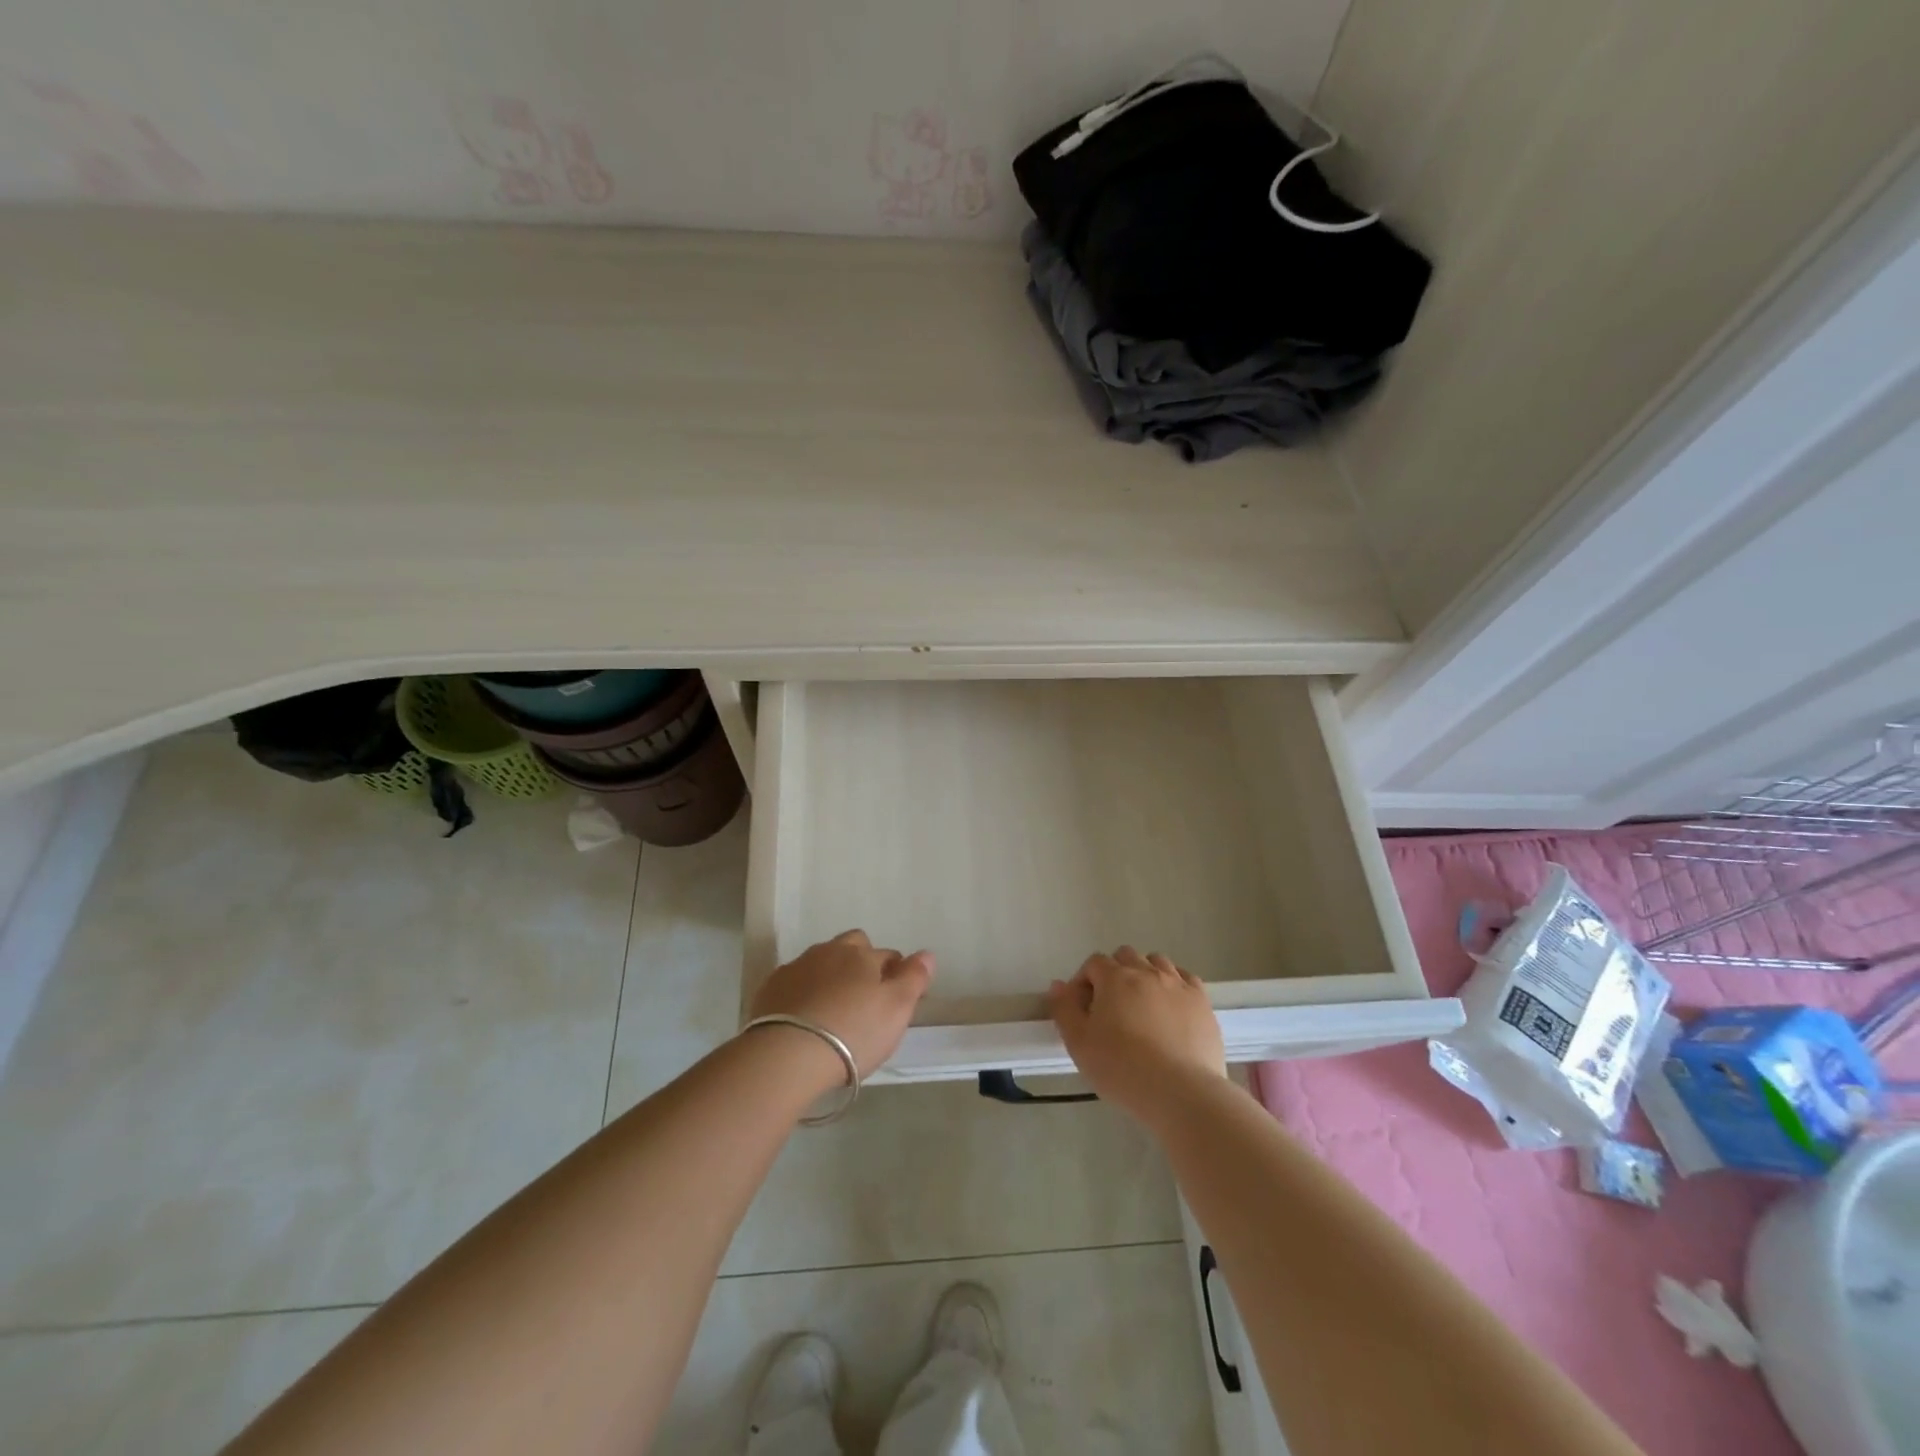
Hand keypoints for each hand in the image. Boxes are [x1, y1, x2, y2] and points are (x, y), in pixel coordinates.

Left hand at [749, 930, 934, 1080]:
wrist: (787, 1055)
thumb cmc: (852, 1032)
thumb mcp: (896, 1009)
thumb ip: (914, 978)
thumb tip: (927, 953)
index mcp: (861, 955)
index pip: (887, 955)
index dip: (895, 974)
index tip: (896, 999)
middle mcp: (828, 952)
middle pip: (851, 948)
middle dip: (860, 963)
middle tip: (864, 999)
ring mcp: (796, 968)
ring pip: (821, 963)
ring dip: (830, 977)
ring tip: (833, 1011)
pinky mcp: (770, 989)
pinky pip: (795, 982)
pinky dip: (804, 993)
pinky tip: (805, 1017)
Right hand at [1046, 947, 1226, 1124]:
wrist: (1181, 1092)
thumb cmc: (1122, 1068)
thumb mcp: (1079, 1043)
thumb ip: (1064, 1009)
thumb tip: (1058, 985)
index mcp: (1115, 978)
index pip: (1094, 963)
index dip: (1084, 981)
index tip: (1083, 1009)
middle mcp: (1147, 972)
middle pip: (1126, 956)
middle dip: (1114, 973)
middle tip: (1111, 1007)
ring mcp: (1178, 985)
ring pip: (1157, 962)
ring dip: (1145, 974)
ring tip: (1142, 1006)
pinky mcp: (1202, 1003)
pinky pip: (1186, 979)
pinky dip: (1174, 985)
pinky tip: (1171, 1008)